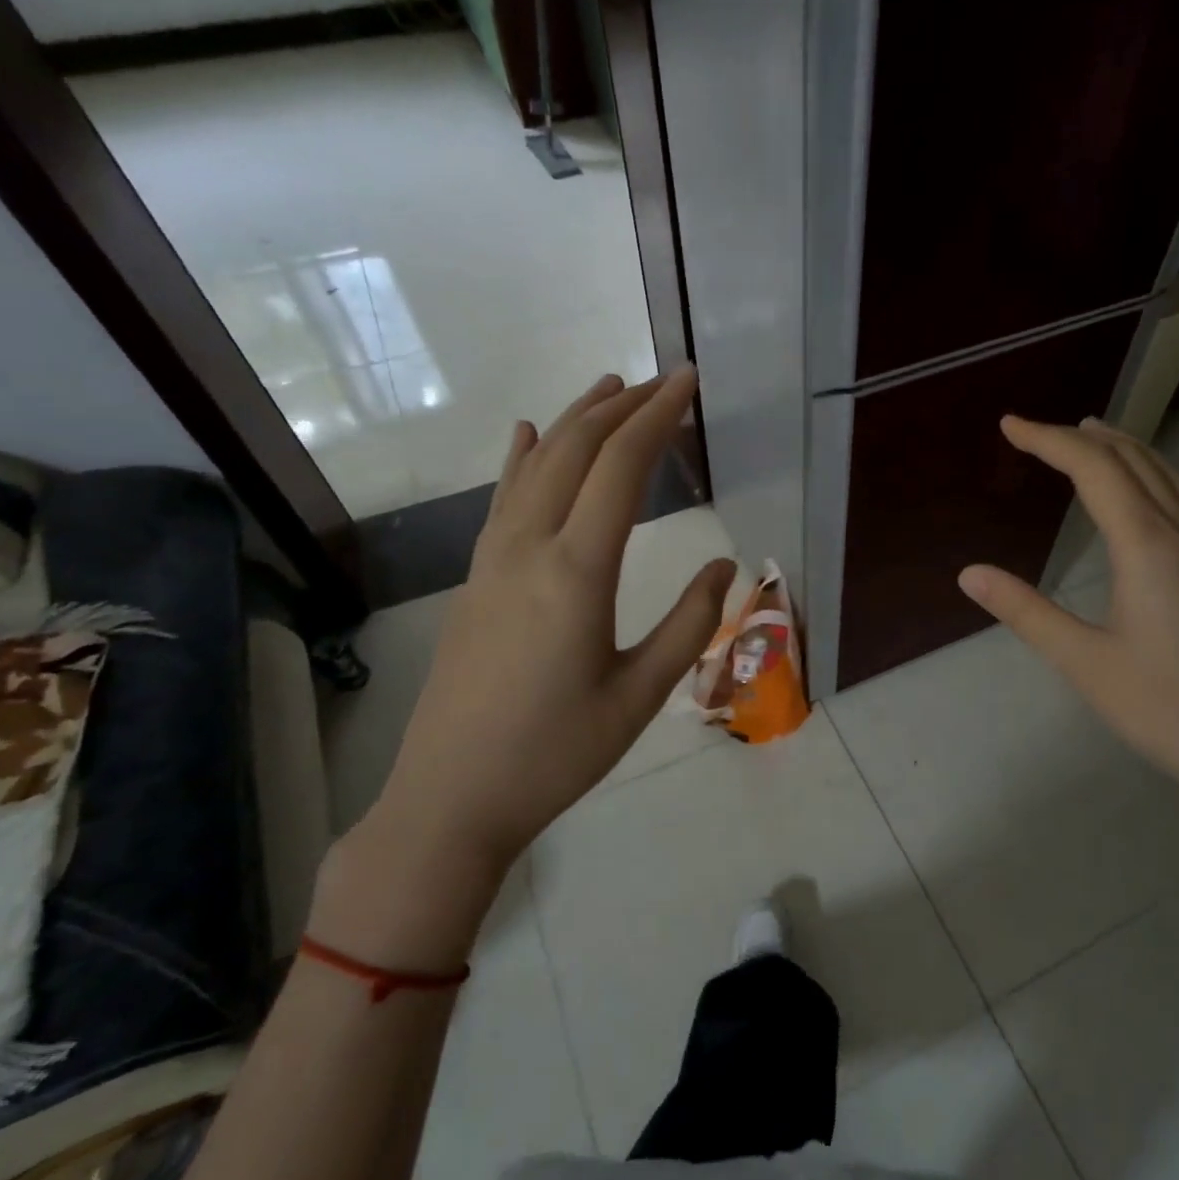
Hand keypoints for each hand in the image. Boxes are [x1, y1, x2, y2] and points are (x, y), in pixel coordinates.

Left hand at [328, 369, 734, 959]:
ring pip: (536, 466)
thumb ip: (689, 624)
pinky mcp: (475, 579)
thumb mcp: (640, 696)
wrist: (452, 799)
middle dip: (622, 406)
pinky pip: (503, 499)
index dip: (657, 417)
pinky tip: (528, 435)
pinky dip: (523, 458)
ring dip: (576, 421)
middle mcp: (529, 548)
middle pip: (576, 451)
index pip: (621, 468)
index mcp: (576, 572)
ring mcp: (492, 560)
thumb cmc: (556, 754)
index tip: (688, 382)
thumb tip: (726, 564)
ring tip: (611, 387)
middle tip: (664, 380)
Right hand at [958, 416, 1178, 892]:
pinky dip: (1147, 476)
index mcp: (1148, 548)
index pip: (1095, 470)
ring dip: (1122, 449)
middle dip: (1083, 437)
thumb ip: (1026, 611)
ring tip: (1088, 438)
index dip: (1048, 441)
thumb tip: (969, 573)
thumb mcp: (1085, 663)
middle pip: (1134, 461)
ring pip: (1166, 477)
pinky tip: (1136, 498)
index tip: (1008, 425)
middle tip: (1036, 431)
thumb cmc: (1167, 710)